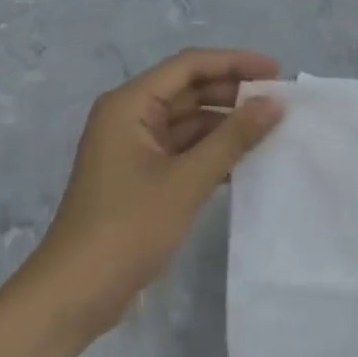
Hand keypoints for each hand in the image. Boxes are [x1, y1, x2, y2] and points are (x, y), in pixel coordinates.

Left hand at [26, 48, 282, 334]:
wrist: (76, 293)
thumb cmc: (128, 228)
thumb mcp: (187, 180)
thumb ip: (233, 137)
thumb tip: (274, 103)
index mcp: (129, 106)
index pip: (189, 66)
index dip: (234, 63)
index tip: (276, 72)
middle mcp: (130, 118)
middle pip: (189, 90)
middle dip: (233, 93)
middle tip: (280, 103)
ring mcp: (135, 149)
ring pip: (189, 122)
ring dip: (227, 124)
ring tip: (272, 130)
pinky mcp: (142, 177)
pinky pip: (184, 150)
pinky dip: (214, 151)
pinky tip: (247, 161)